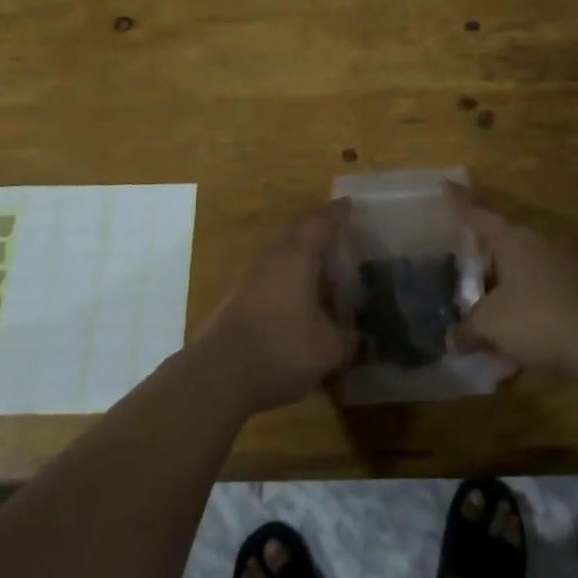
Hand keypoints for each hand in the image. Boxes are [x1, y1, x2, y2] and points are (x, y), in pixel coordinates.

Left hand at [201, 200, 357, 411]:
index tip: (349, 204)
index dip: (338, 213)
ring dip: (303, 256)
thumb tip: (359, 336)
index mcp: (298, 254)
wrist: (218, 374)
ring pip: (282, 253)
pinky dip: (290, 278)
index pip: (322, 222)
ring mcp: (251, 275)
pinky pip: (272, 274)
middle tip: (340, 234)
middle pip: (298, 232)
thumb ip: (348, 338)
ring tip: (325, 268)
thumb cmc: (281, 348)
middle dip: (319, 230)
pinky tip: (301, 298)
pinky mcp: (239, 296)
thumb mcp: (329, 348)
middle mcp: (273, 255)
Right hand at [448, 186, 577, 372]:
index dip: (461, 202)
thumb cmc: (537, 318)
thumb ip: (467, 330)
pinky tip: (520, 327)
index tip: (448, 184)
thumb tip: (451, 341)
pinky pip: (543, 286)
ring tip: (491, 298)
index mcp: (511, 239)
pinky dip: (528, 300)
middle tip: (466, 256)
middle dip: (486, 248)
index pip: (478, 214)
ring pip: (526, 263)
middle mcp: (538, 242)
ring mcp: (564, 263)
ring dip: (508, 278)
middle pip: (505, 237)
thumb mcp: (490, 326)